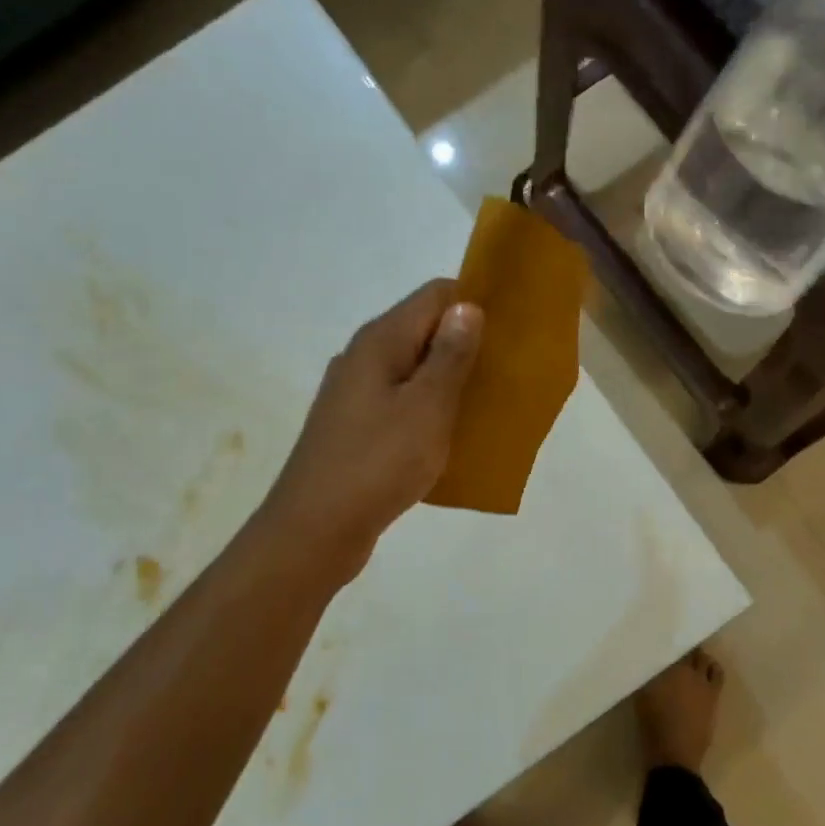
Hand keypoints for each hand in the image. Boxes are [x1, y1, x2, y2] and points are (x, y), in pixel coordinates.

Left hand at [260, 280, 481, 578]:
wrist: (315, 530)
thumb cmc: (378, 463)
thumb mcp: (427, 407)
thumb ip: (450, 355)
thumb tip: (467, 306)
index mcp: (380, 341)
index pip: (435, 295)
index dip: (473, 303)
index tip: (509, 330)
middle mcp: (363, 357)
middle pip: (423, 330)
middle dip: (466, 343)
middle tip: (506, 370)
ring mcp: (355, 393)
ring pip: (412, 369)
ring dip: (449, 379)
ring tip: (487, 403)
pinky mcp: (354, 426)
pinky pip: (401, 401)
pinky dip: (428, 408)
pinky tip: (450, 434)